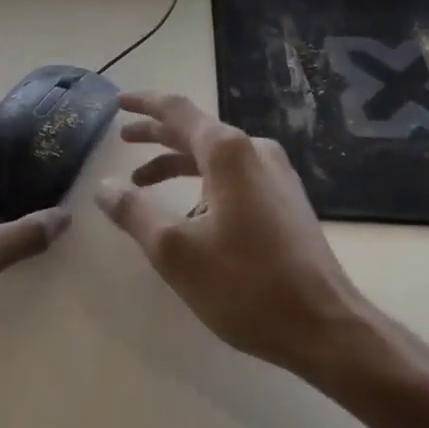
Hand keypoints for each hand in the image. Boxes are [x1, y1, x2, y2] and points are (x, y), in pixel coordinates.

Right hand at [96, 91, 372, 378]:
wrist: (326, 325)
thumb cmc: (246, 284)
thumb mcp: (175, 251)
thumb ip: (134, 212)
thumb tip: (103, 186)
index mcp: (228, 151)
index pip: (177, 110)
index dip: (144, 103)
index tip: (118, 102)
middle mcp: (254, 150)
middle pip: (196, 130)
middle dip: (156, 134)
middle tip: (122, 139)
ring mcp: (276, 174)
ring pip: (215, 156)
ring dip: (177, 162)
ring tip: (142, 182)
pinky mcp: (285, 200)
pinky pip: (235, 176)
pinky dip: (203, 182)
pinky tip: (189, 214)